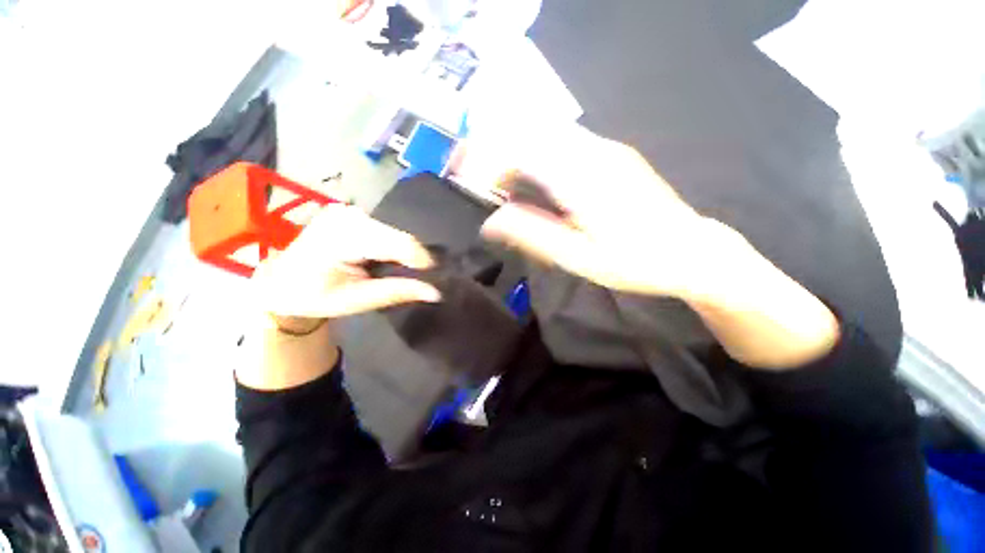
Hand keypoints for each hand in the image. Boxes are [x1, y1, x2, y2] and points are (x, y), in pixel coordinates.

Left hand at [251, 204, 440, 320]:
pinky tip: (385, 260)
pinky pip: (386, 230)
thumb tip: (435, 292)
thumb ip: (397, 292)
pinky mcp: (353, 214)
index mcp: (340, 237)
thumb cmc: (313, 296)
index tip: (434, 278)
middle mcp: (347, 216)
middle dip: (411, 259)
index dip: (420, 260)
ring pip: (395, 232)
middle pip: (398, 236)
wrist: (281, 282)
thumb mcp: (356, 301)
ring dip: (403, 253)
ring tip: (397, 272)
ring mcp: (349, 211)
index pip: (395, 242)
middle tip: (414, 280)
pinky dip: (393, 247)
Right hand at [472, 123, 719, 300]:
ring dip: (520, 156)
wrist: (691, 250)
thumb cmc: (634, 262)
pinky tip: (540, 186)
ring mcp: (607, 148)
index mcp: (580, 178)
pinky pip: (565, 144)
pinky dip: (541, 158)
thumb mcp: (576, 257)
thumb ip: (532, 235)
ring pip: (547, 135)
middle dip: (499, 153)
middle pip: (531, 133)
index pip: (519, 147)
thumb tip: (490, 223)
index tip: (467, 176)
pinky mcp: (614, 154)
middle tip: (486, 186)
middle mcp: (593, 151)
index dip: (487, 156)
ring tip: (508, 189)